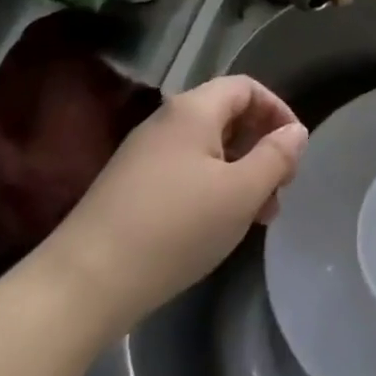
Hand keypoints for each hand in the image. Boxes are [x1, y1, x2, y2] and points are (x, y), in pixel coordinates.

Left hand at [35, 76, 306, 336]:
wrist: (79, 288)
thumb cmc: (174, 229)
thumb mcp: (241, 193)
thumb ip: (276, 157)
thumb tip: (295, 132)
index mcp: (194, 110)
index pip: (247, 88)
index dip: (278, 111)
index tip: (294, 150)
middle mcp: (166, 122)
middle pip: (228, 117)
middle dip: (261, 149)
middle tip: (278, 190)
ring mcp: (142, 157)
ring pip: (207, 150)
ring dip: (239, 174)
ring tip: (254, 217)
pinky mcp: (127, 190)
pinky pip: (184, 173)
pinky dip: (211, 190)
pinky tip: (215, 228)